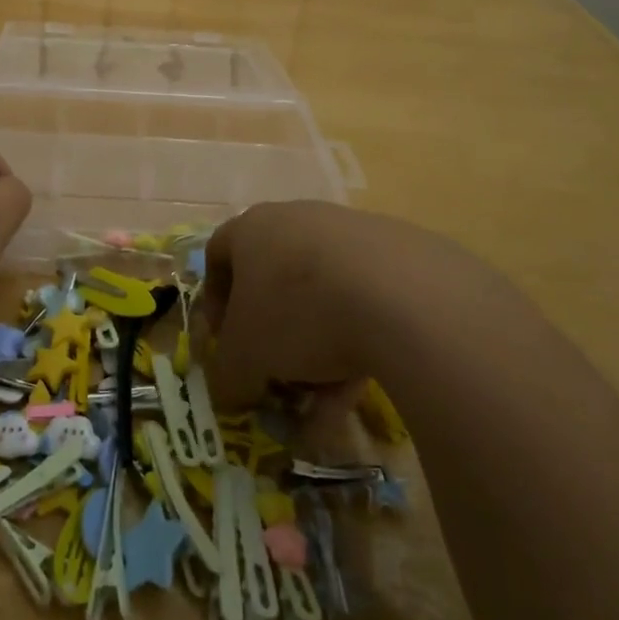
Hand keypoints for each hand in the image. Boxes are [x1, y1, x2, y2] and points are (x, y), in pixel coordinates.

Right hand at [200, 202, 481, 407]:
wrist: (401, 296)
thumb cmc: (298, 313)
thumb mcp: (245, 357)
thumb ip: (228, 374)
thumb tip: (231, 389)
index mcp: (253, 227)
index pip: (219, 254)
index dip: (216, 301)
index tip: (225, 341)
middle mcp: (299, 219)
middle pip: (275, 279)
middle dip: (273, 333)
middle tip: (276, 373)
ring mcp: (352, 233)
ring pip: (322, 297)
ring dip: (316, 348)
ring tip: (324, 400)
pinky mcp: (400, 254)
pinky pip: (365, 302)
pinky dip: (357, 342)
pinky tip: (362, 386)